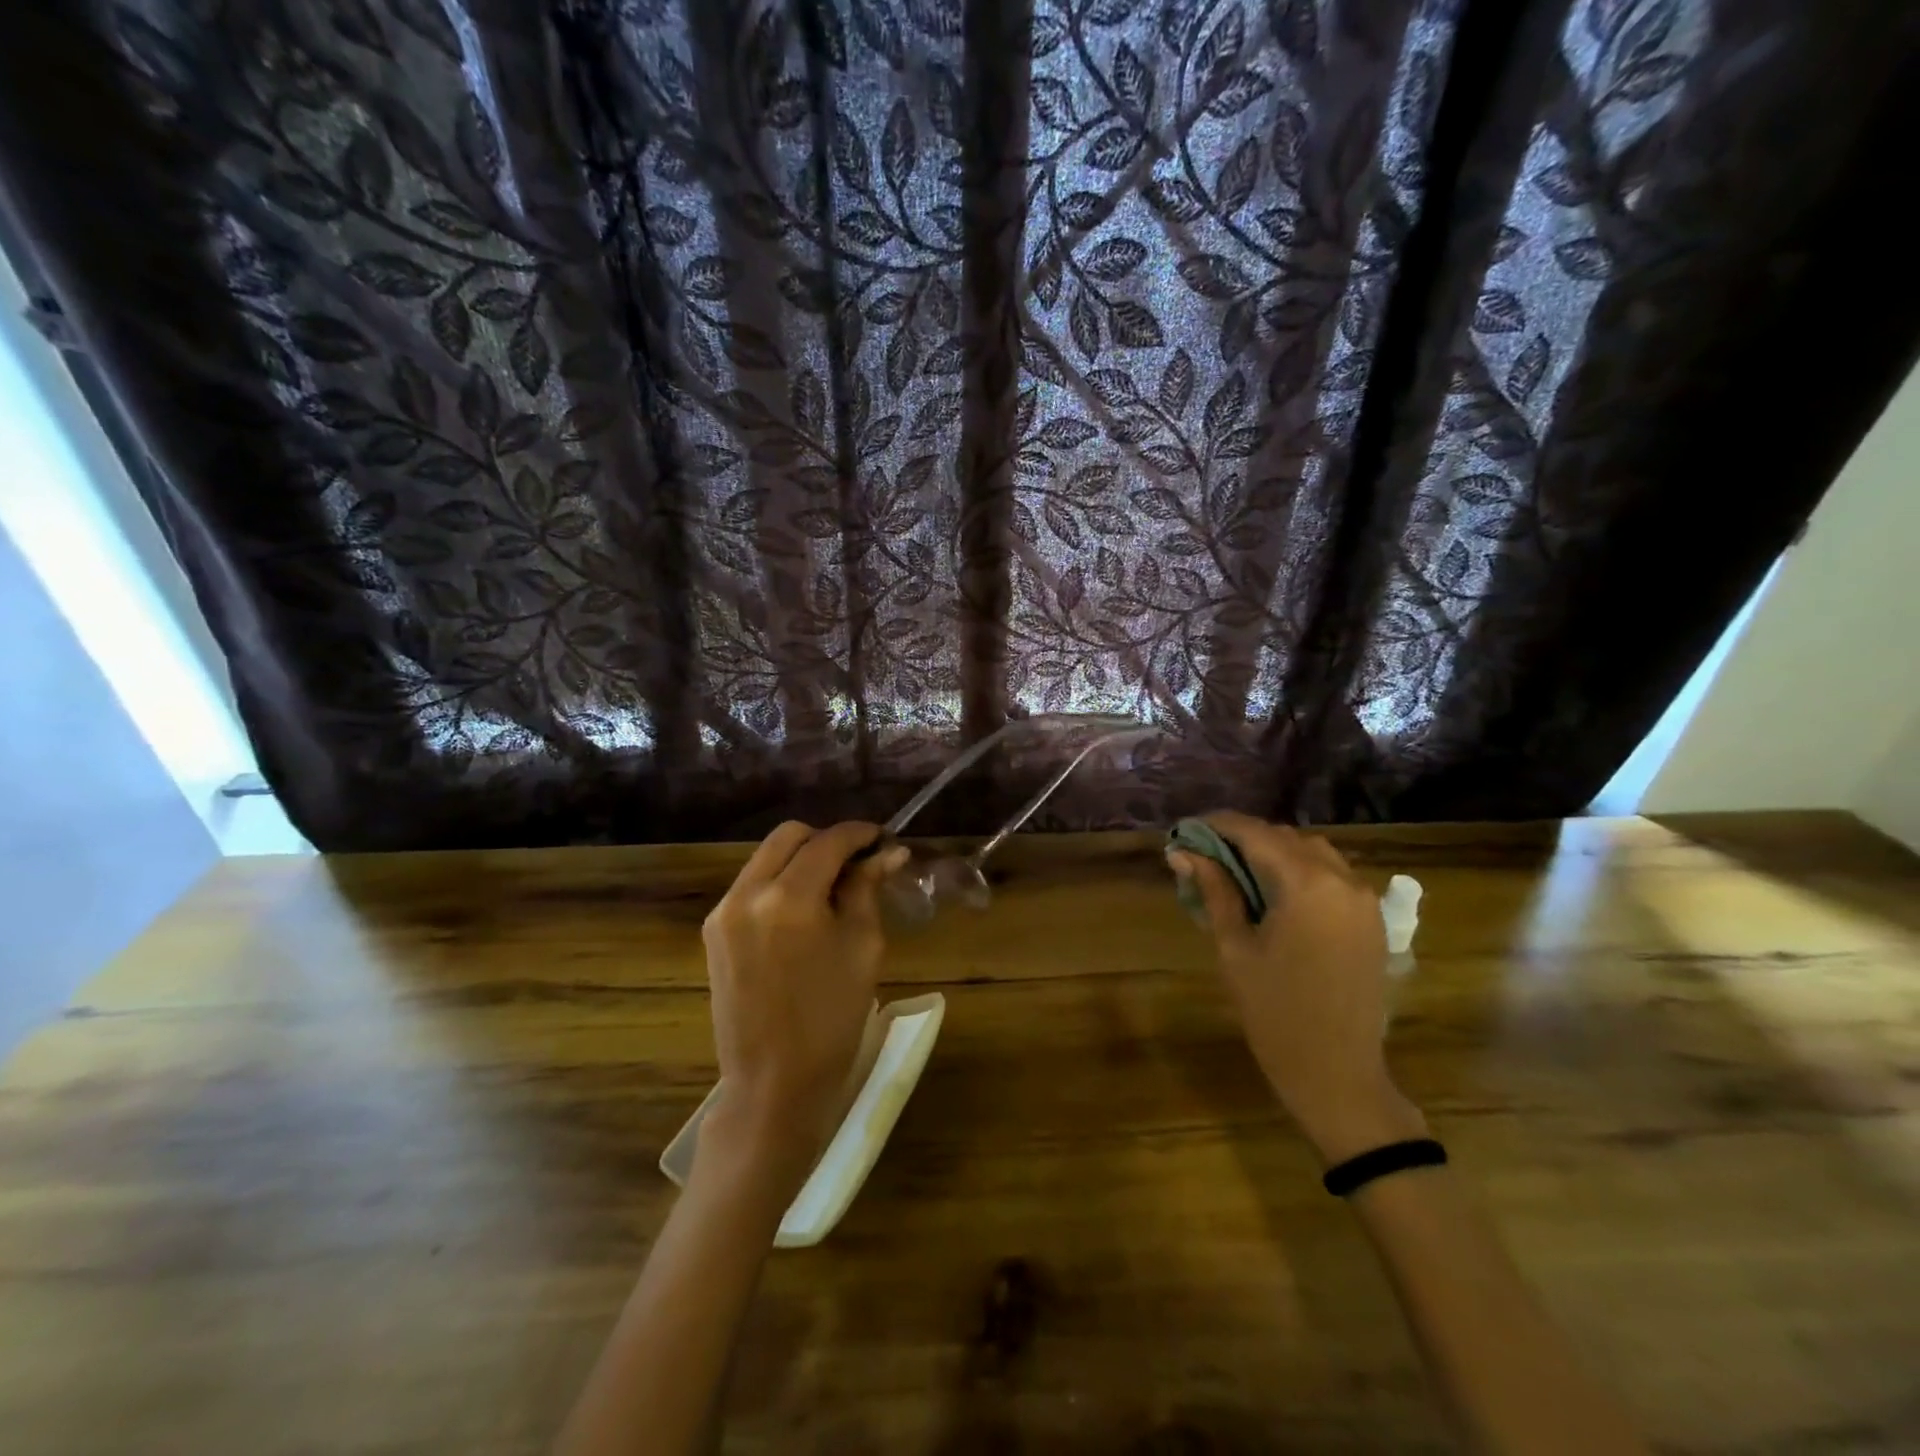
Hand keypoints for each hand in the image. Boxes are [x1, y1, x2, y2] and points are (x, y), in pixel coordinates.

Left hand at [698, 821, 909, 1193]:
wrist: (774, 1084)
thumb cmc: (832, 1018)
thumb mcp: (863, 947)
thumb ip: (868, 889)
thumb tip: (889, 852)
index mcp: (789, 898)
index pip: (828, 841)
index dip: (860, 833)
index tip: (883, 838)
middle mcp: (747, 893)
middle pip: (789, 836)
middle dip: (826, 840)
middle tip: (858, 862)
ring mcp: (723, 911)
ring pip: (766, 857)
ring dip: (801, 858)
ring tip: (834, 885)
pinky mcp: (713, 931)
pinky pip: (751, 884)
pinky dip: (780, 881)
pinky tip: (804, 908)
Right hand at [1167, 812, 1424, 1163]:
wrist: (1338, 1074)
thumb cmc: (1275, 1013)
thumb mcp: (1234, 948)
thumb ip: (1214, 891)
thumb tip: (1182, 853)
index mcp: (1307, 884)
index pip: (1255, 833)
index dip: (1216, 825)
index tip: (1184, 830)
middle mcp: (1343, 879)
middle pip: (1285, 838)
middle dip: (1243, 839)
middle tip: (1203, 855)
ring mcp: (1364, 899)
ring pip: (1312, 853)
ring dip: (1273, 853)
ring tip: (1237, 873)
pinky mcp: (1371, 919)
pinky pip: (1333, 877)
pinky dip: (1300, 872)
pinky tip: (1275, 894)